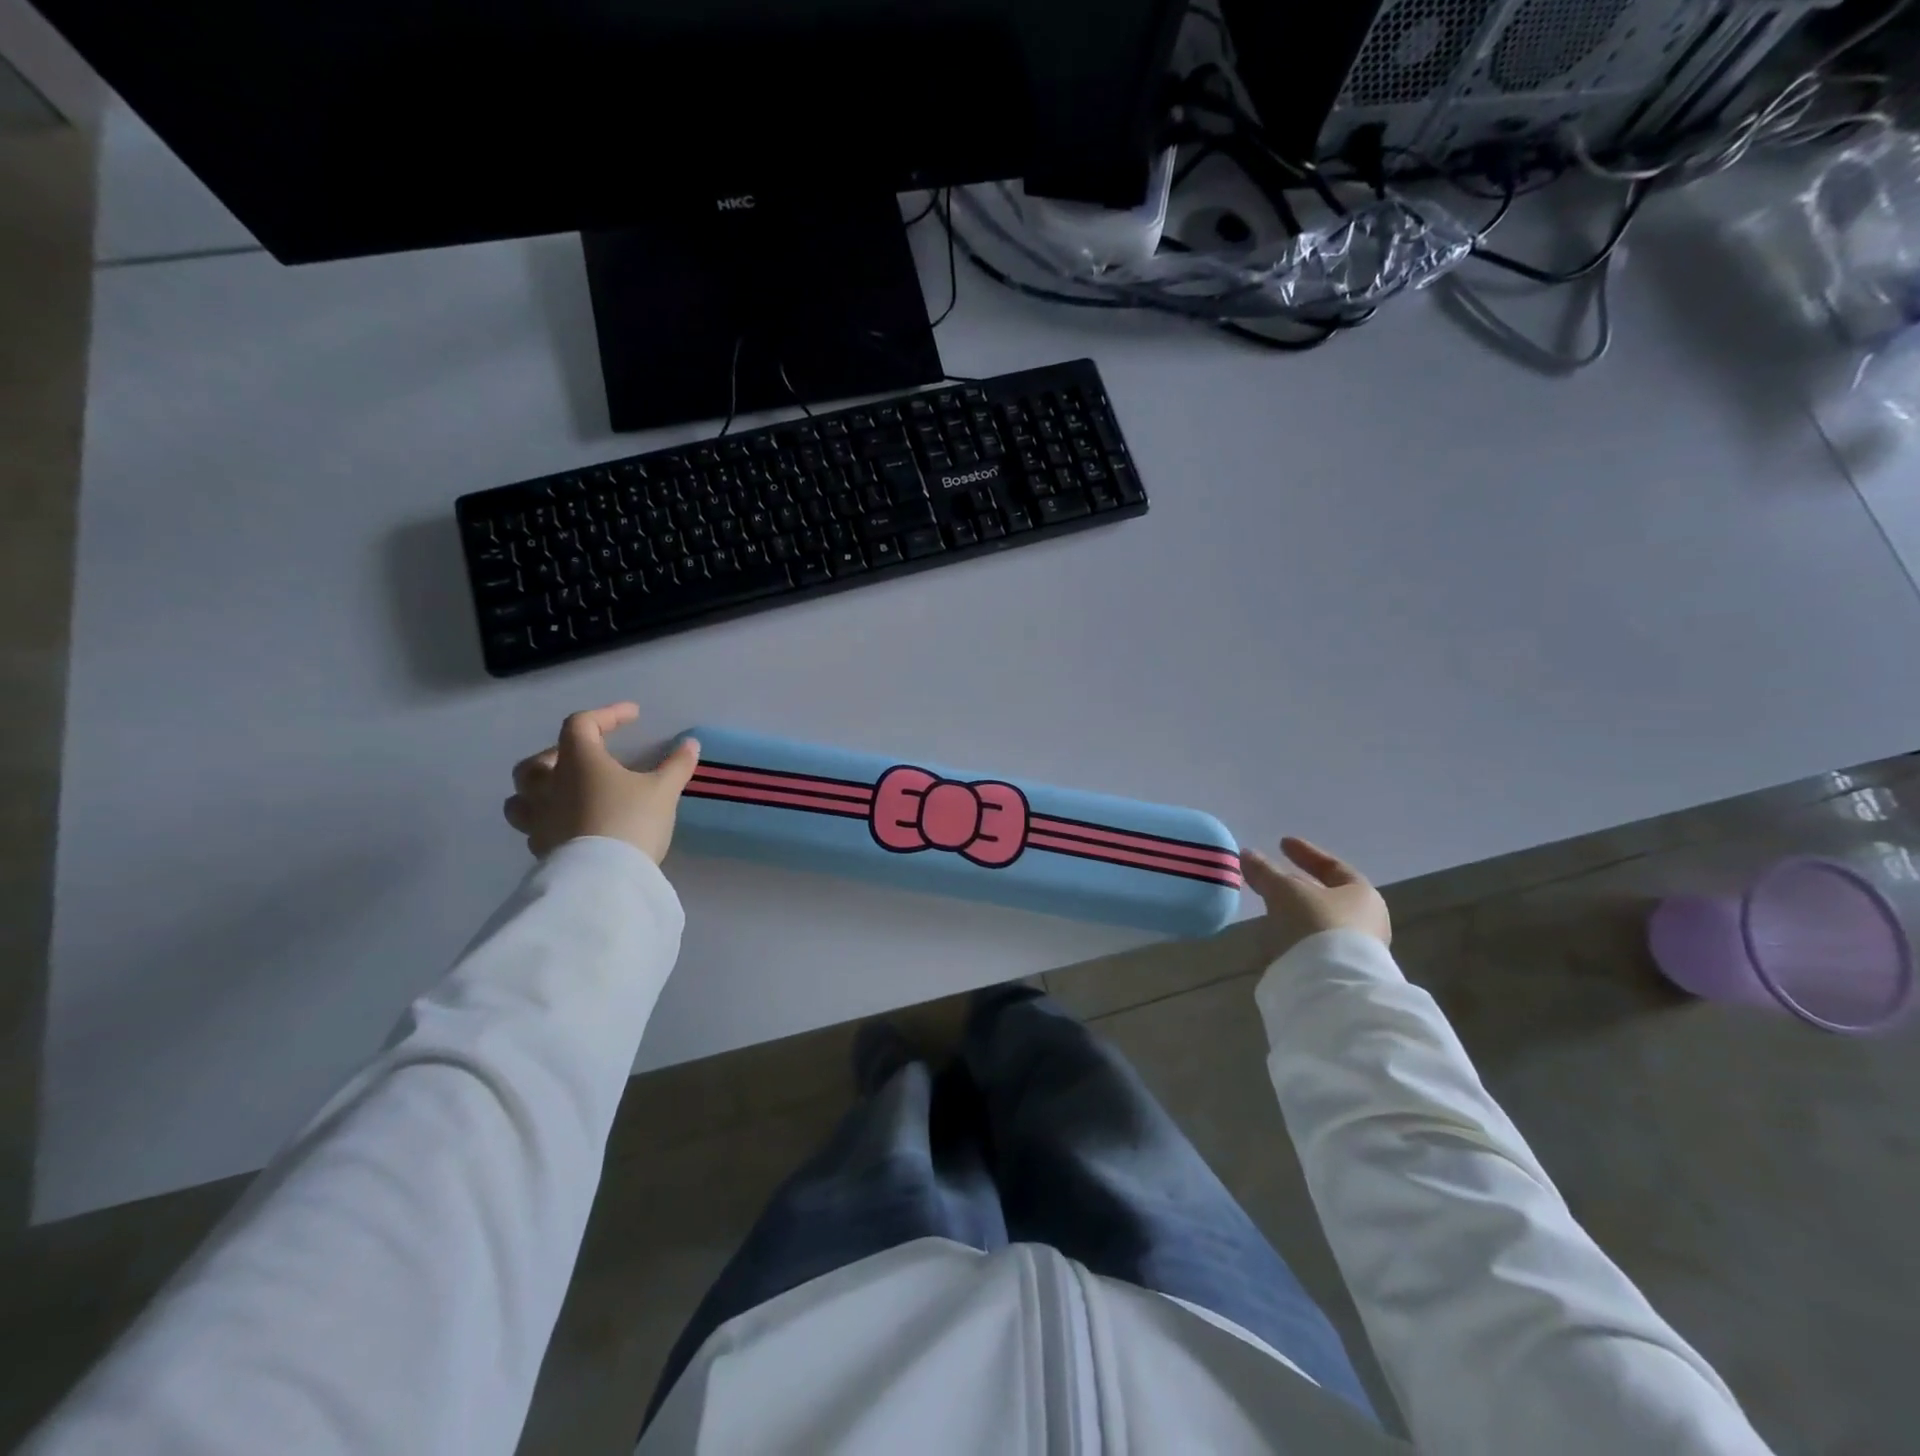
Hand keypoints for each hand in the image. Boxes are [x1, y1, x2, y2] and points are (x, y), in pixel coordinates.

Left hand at [504, 703, 700, 863]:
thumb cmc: (631, 821)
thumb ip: (676, 766)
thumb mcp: (663, 791)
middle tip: (585, 760)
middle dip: (558, 754)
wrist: (604, 878)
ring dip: (538, 790)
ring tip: (562, 794)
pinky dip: (547, 821)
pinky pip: (533, 828)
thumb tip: (690, 744)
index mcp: (578, 761)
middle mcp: (549, 785)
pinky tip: (568, 827)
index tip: (633, 716)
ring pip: (521, 797)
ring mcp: (539, 819)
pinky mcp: (540, 849)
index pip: (582, 724)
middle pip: (536, 761)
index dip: (607, 715)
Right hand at [1242, 837, 1390, 962]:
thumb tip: (1247, 854)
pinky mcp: (1339, 974)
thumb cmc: (1316, 925)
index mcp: (1362, 895)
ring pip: (1317, 923)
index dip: (1306, 853)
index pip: (1333, 867)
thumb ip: (1266, 872)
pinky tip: (1273, 939)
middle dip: (1297, 887)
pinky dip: (1292, 937)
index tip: (1282, 843)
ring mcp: (1355, 950)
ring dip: (1293, 914)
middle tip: (1271, 878)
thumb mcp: (1285, 892)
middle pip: (1326, 896)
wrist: (1332, 987)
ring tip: (1265, 910)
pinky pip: (1312, 946)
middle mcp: (1366, 921)